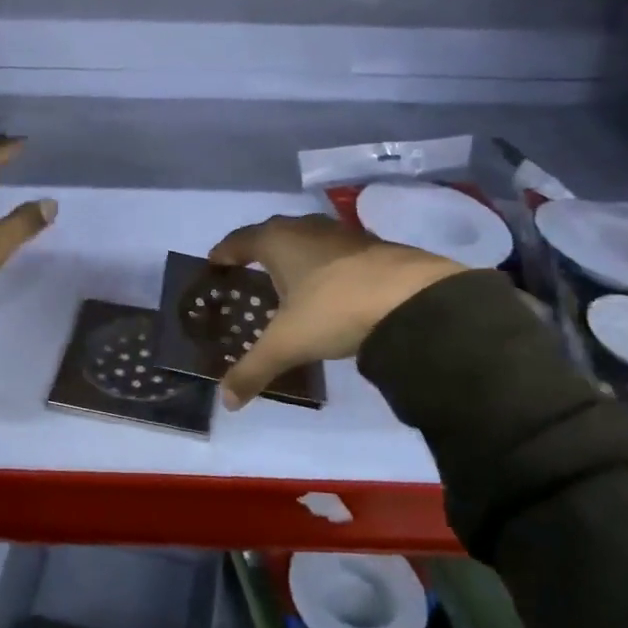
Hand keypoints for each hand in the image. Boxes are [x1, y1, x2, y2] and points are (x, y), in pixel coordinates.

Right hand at [208, 215, 464, 408]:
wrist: (414, 299)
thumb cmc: (335, 309)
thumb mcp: (287, 344)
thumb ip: (253, 369)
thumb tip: (225, 400)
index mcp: (278, 240)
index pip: (239, 240)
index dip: (224, 252)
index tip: (214, 264)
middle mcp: (306, 227)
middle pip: (272, 233)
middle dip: (258, 252)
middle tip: (248, 275)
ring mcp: (343, 234)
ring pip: (307, 239)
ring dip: (294, 256)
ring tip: (288, 282)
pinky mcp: (374, 246)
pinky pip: (335, 252)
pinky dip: (324, 266)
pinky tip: (330, 289)